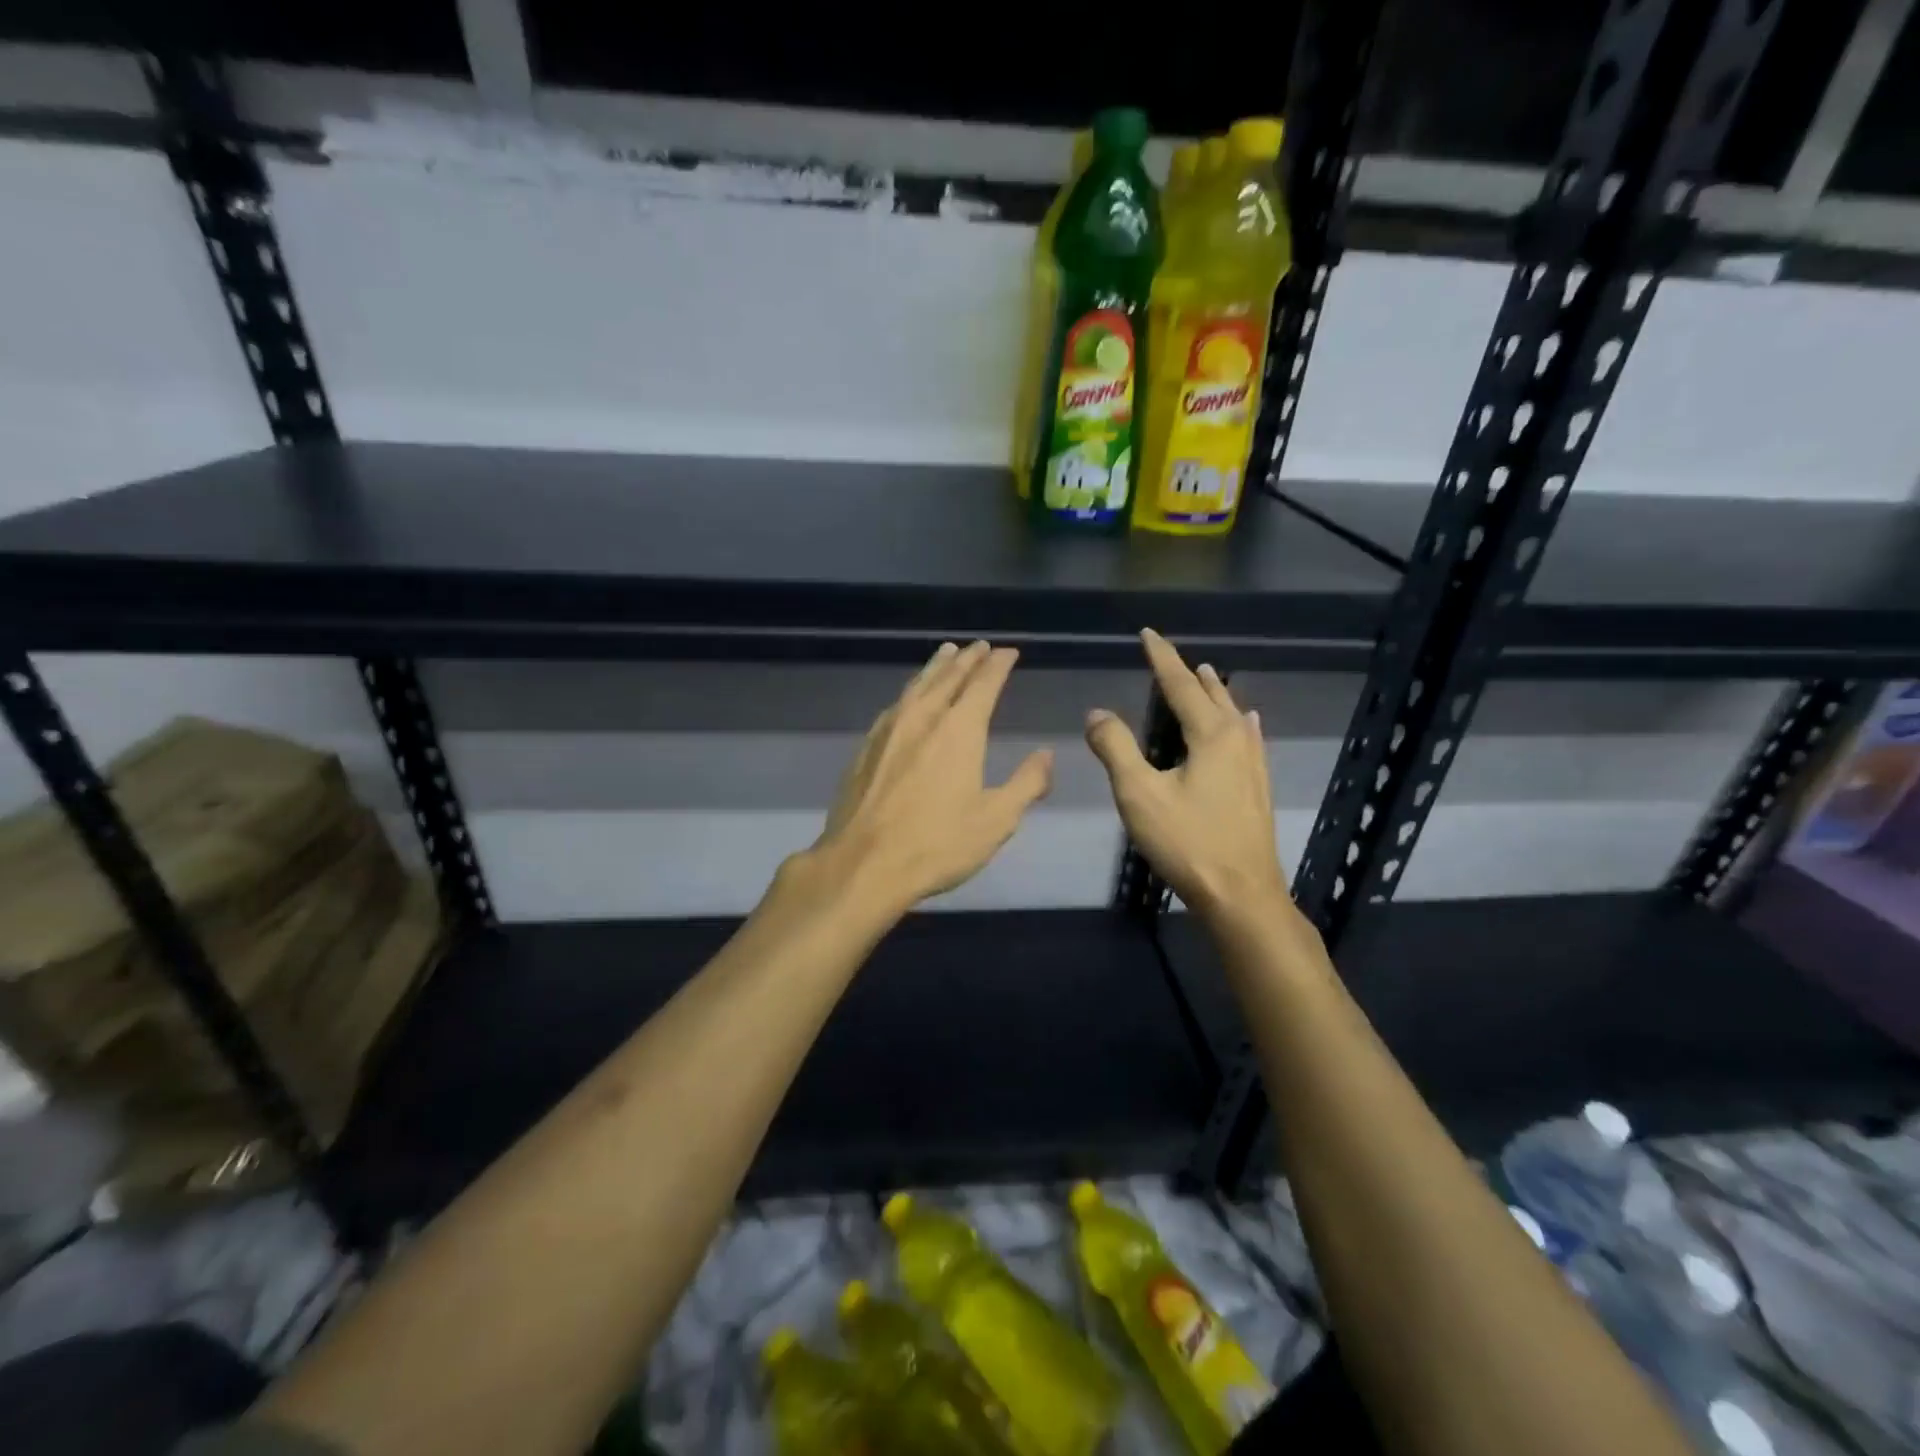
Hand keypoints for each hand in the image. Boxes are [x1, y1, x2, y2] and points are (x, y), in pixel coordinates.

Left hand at [810, 640, 1052, 915]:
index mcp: (959, 730)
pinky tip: (908, 698)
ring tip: (946, 653)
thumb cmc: (937, 844)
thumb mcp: (996, 820)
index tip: (1008, 652)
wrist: (863, 864)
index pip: (983, 684)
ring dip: (936, 667)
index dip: (998, 665)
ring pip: (916, 685)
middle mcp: (923, 718)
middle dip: (967, 659)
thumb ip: (1026, 784)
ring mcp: (889, 730)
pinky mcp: (866, 747)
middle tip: (979, 646)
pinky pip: (894, 705)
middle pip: (948, 677)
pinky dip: (910, 691)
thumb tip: (1045, 755)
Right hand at [1086, 629, 1289, 921]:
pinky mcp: (1258, 786)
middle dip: (1188, 672)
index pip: (1180, 683)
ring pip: (1233, 714)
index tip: (1148, 633)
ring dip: (1214, 692)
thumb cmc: (1187, 842)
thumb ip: (1115, 748)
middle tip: (1169, 654)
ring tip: (1205, 676)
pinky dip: (1238, 720)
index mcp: (1210, 734)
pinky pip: (1248, 737)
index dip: (1161, 657)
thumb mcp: (1139, 794)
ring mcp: (1253, 763)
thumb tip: (1097, 713)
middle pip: (1211, 694)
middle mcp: (1237, 739)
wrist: (1242, 895)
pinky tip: (1248, 722)